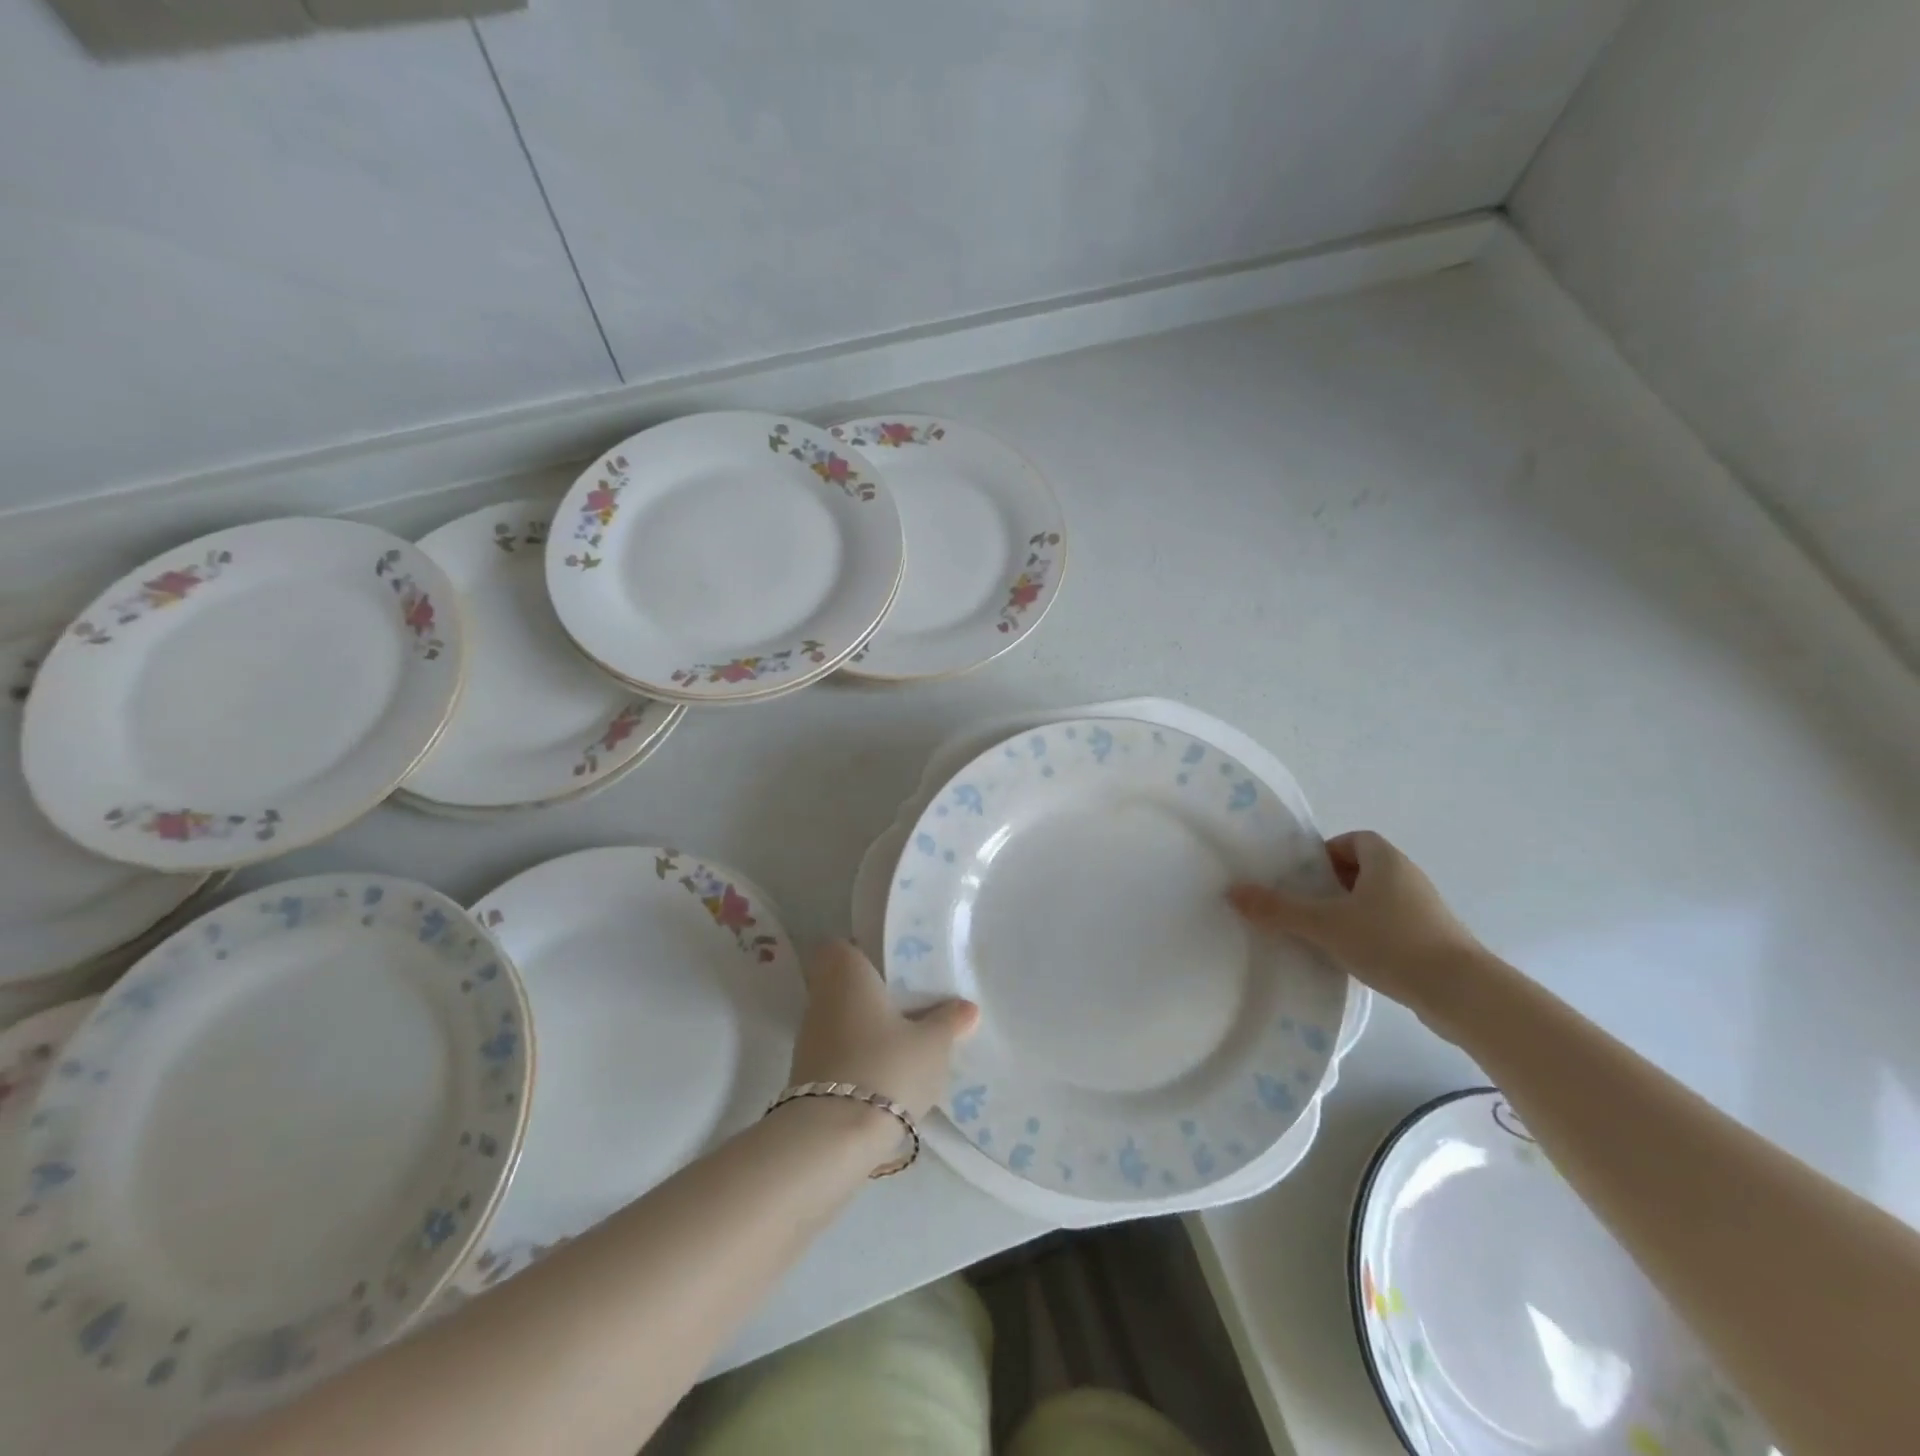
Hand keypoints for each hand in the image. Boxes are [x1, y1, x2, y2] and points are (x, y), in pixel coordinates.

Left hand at [787, 940, 978, 1118]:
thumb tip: (966, 1007)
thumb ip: (949, 1021)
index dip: (864, 954)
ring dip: (867, 1030)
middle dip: (874, 996)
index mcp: (847, 973)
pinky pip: (838, 1052)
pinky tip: (887, 1076)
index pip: (841, 947)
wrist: (833, 1137)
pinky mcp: (806, 1076)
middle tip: (912, 1009)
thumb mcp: (932, 1044)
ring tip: (906, 1046)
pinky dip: (858, 1058)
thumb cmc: (887, 1067)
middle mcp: (821, 998)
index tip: (893, 970)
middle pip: (844, 985)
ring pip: (842, 1020)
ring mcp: (809, 1038)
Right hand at [1229, 830, 1486, 1021]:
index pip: (1354, 840)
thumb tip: (1233, 892)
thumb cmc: (1390, 942)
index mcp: (1386, 860)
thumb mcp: (1324, 925)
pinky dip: (1370, 935)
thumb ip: (1279, 909)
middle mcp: (1408, 877)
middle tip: (1304, 905)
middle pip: (1363, 869)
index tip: (1304, 877)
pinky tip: (1353, 959)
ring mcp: (1425, 910)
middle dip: (1332, 884)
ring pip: (1377, 900)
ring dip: (1351, 912)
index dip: (1326, 853)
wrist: (1462, 994)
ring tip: (1322, 935)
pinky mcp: (1433, 940)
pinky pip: (1392, 926)